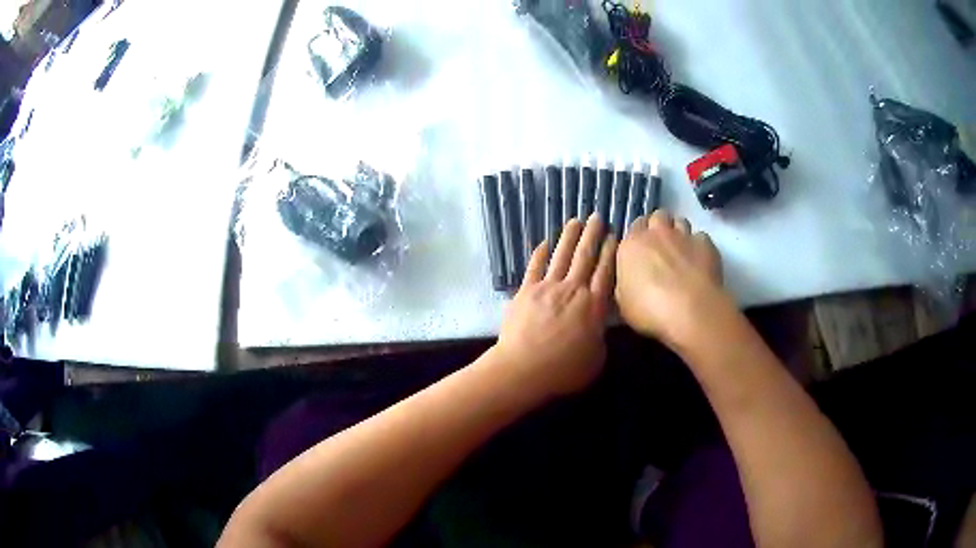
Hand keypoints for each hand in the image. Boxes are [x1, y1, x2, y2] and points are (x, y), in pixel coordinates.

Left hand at [491, 215, 616, 398]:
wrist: (523, 369)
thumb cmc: (563, 370)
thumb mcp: (596, 359)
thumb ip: (600, 337)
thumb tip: (599, 325)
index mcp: (593, 306)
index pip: (606, 272)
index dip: (610, 252)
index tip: (614, 235)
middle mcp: (573, 290)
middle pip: (585, 256)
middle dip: (592, 235)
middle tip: (597, 217)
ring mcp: (547, 288)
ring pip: (561, 255)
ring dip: (569, 237)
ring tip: (575, 221)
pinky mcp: (526, 291)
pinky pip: (535, 266)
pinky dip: (541, 253)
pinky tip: (546, 242)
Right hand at [615, 210, 729, 350]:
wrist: (689, 310)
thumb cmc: (649, 310)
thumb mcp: (622, 303)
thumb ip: (624, 283)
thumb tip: (629, 279)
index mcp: (631, 245)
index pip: (634, 226)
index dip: (639, 236)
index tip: (641, 251)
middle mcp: (657, 233)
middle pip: (658, 216)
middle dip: (659, 227)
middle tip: (661, 247)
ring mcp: (684, 236)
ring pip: (680, 221)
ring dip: (679, 232)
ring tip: (681, 252)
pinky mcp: (706, 244)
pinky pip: (700, 237)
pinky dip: (699, 246)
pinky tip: (699, 261)